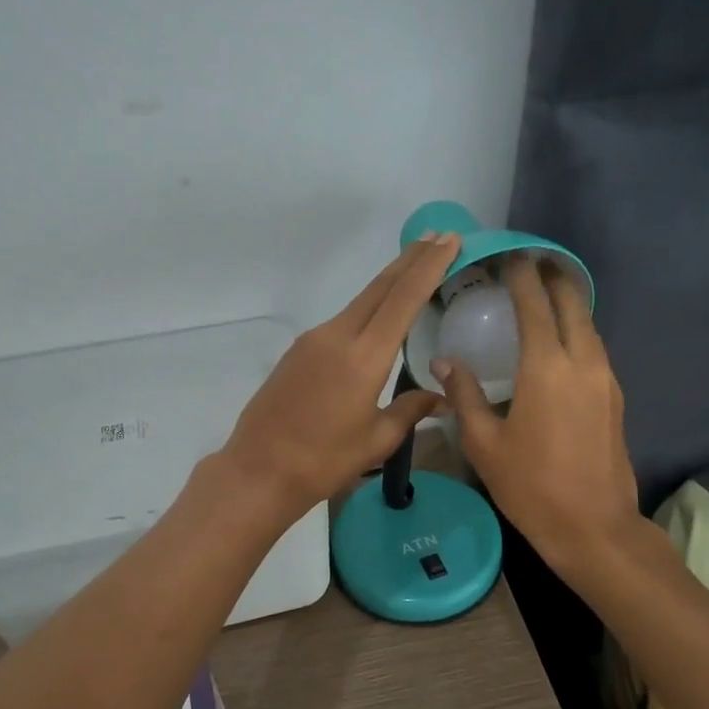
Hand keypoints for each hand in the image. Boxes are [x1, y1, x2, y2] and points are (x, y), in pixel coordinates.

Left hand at [222, 233, 460, 519]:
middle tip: (438, 238)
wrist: (258, 470)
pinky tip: (378, 317)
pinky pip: (342, 321)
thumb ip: (410, 410)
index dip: (429, 267)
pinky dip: (367, 309)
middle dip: (411, 260)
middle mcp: (337, 336)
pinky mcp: (298, 351)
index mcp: (364, 357)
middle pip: (380, 288)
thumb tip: (439, 397)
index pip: (403, 299)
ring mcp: (313, 340)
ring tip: (415, 269)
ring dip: (389, 283)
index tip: (449, 241)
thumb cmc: (323, 461)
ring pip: (359, 302)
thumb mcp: (376, 440)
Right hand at [435, 256, 641, 577]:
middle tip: (530, 263)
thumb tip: (444, 363)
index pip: (534, 304)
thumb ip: (464, 396)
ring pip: (588, 325)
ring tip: (543, 295)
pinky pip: (594, 348)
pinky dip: (576, 331)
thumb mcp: (484, 444)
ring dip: (568, 303)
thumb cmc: (531, 486)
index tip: (509, 255)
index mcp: (546, 367)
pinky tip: (559, 342)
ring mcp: (605, 379)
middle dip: (553, 277)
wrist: (593, 527)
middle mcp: (582, 362)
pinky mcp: (615, 397)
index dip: (521, 275)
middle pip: (572, 303)